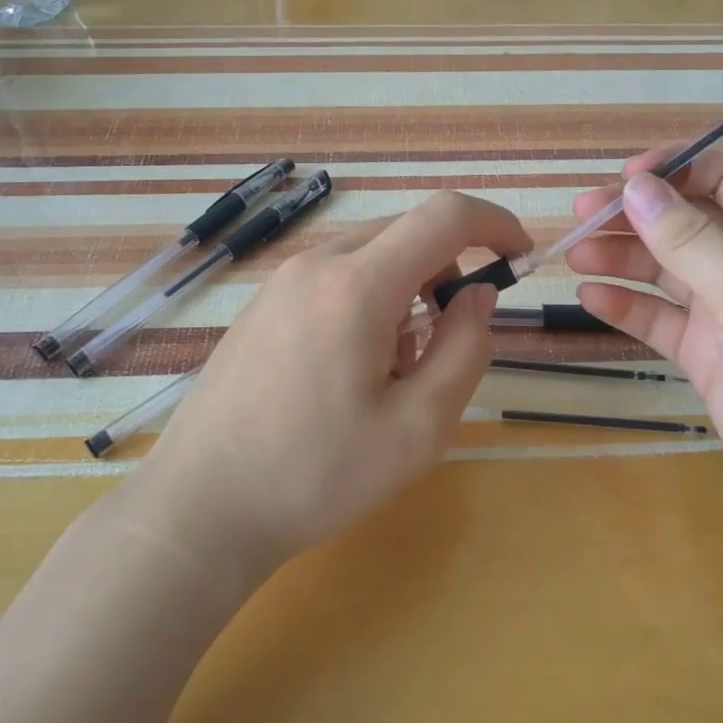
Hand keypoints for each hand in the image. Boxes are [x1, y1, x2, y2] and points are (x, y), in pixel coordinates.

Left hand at [127, 191, 527, 588]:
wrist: (201, 506)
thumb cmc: (317, 474)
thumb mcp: (418, 427)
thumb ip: (465, 349)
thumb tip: (477, 296)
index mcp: (358, 284)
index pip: (445, 216)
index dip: (495, 224)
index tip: (521, 257)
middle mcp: (316, 264)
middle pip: (407, 233)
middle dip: (449, 271)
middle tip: (450, 342)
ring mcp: (281, 281)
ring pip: (371, 257)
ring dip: (407, 292)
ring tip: (394, 371)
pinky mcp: (262, 305)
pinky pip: (335, 278)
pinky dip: (368, 302)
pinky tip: (349, 371)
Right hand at [566, 145, 722, 565]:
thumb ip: (692, 241)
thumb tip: (636, 186)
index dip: (678, 167)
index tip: (625, 179)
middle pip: (689, 219)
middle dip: (636, 213)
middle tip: (581, 215)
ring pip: (668, 269)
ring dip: (623, 257)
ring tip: (576, 255)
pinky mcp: (709, 355)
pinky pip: (661, 319)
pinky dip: (627, 306)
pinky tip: (591, 298)